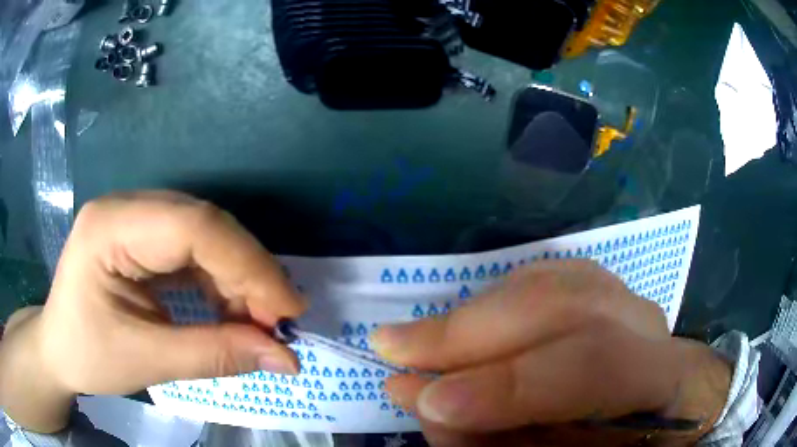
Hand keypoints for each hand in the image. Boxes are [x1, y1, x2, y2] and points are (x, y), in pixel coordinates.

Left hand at [0, 191, 305, 432]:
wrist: (57, 349)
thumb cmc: (87, 355)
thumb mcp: (146, 361)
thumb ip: (214, 356)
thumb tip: (286, 359)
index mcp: (111, 226)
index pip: (193, 226)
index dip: (248, 265)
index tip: (288, 312)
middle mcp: (126, 208)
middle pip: (204, 224)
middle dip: (248, 273)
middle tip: (278, 322)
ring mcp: (134, 219)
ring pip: (205, 234)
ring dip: (238, 278)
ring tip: (257, 321)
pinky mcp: (142, 238)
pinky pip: (193, 250)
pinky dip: (220, 281)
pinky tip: (229, 309)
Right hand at [373, 260, 731, 445]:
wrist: (666, 413)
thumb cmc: (623, 445)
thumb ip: (503, 444)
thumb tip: (430, 410)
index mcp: (668, 375)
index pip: (597, 365)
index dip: (511, 385)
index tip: (431, 403)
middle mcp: (650, 323)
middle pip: (565, 304)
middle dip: (471, 330)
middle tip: (393, 348)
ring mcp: (627, 297)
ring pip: (549, 282)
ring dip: (475, 314)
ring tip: (418, 340)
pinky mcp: (604, 289)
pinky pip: (545, 278)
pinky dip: (496, 300)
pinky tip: (467, 325)